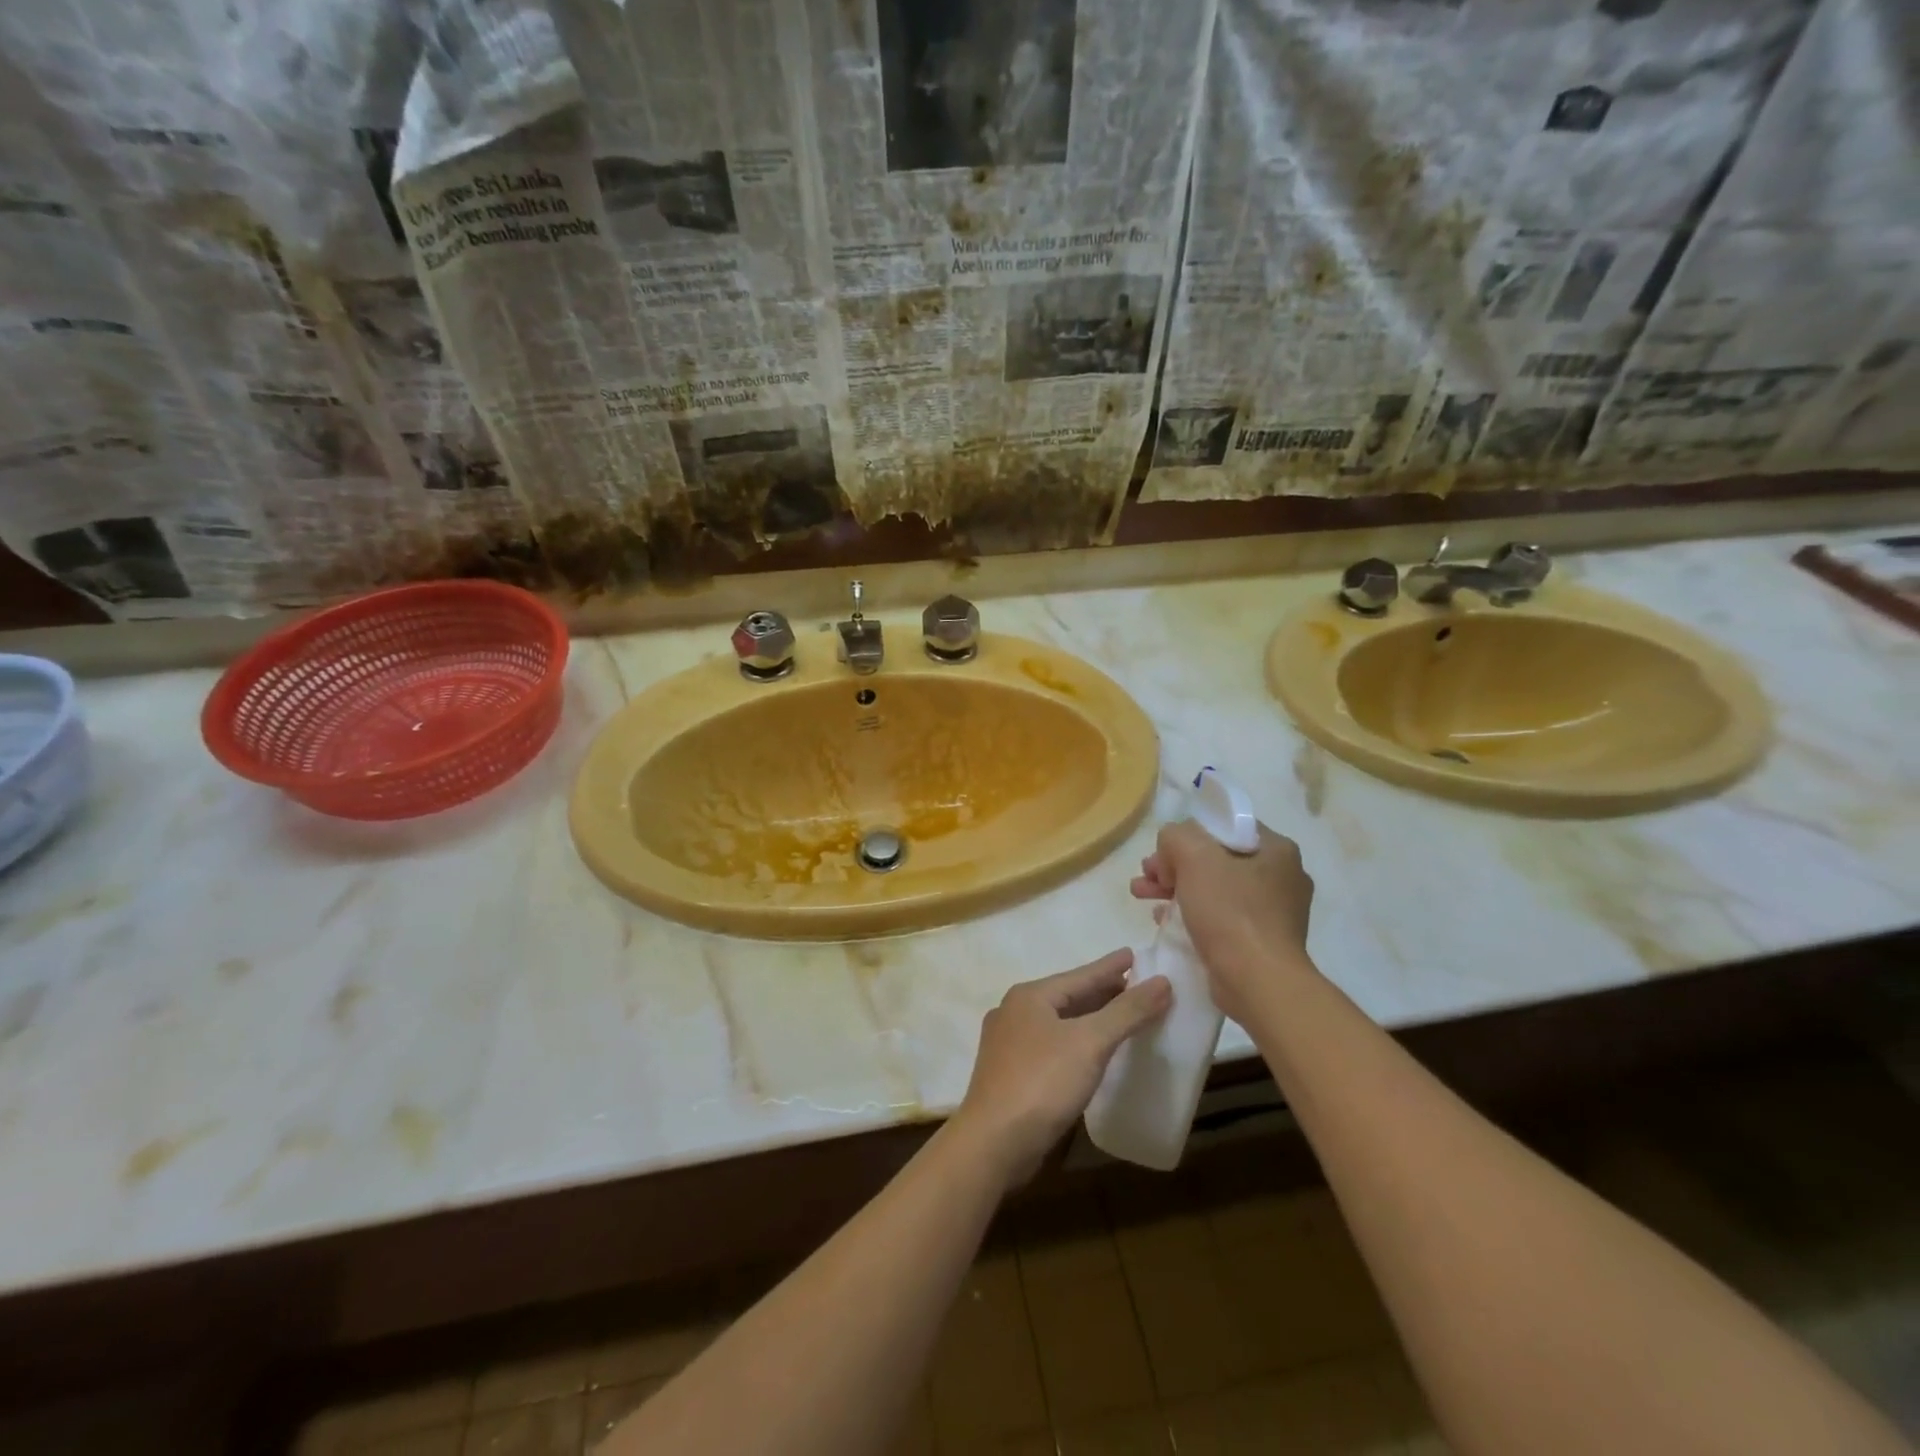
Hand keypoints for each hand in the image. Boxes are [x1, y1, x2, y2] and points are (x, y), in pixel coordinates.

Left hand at [954, 951, 1170, 1186]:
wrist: (993, 1143)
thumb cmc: (1042, 1083)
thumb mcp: (1090, 1043)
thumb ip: (1127, 1012)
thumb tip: (1163, 982)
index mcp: (1029, 997)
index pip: (1080, 975)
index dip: (1110, 967)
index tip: (1134, 954)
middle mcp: (1014, 1013)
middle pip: (1068, 997)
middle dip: (1102, 993)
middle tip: (1136, 987)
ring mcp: (1008, 1044)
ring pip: (1059, 1023)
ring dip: (1090, 1019)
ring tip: (1120, 1016)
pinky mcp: (1011, 1074)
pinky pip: (1052, 1047)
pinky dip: (1076, 1043)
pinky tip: (1091, 1054)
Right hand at [1130, 820, 1314, 1022]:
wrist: (1258, 983)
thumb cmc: (1230, 912)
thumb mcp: (1194, 857)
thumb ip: (1176, 836)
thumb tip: (1172, 847)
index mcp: (1276, 850)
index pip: (1224, 827)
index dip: (1187, 835)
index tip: (1161, 853)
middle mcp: (1281, 876)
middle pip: (1215, 859)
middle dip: (1174, 865)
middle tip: (1145, 875)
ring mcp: (1273, 912)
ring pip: (1214, 888)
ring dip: (1176, 888)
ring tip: (1141, 895)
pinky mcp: (1260, 941)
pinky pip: (1219, 916)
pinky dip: (1191, 913)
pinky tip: (1163, 919)